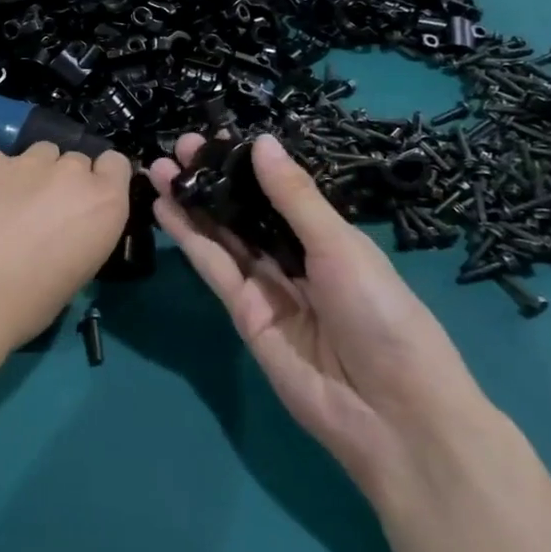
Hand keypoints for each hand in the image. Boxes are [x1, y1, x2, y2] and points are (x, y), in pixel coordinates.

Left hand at [0, 143, 133, 354]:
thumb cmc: (24, 305)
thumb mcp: (73, 277)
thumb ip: (79, 238)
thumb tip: (61, 234)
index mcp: (104, 205)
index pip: (116, 164)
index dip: (101, 180)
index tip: (86, 203)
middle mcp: (70, 173)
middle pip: (75, 160)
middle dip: (63, 181)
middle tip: (41, 214)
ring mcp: (26, 161)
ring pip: (38, 154)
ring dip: (30, 175)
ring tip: (5, 207)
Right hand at [150, 133, 486, 491]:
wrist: (392, 413)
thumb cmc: (381, 314)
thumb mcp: (341, 245)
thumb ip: (294, 197)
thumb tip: (261, 142)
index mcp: (327, 238)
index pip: (276, 193)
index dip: (244, 166)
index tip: (212, 138)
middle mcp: (294, 259)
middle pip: (244, 213)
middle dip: (211, 181)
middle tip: (178, 148)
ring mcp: (267, 289)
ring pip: (222, 237)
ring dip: (191, 204)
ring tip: (158, 169)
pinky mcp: (244, 316)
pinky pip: (215, 269)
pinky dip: (189, 239)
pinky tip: (166, 209)